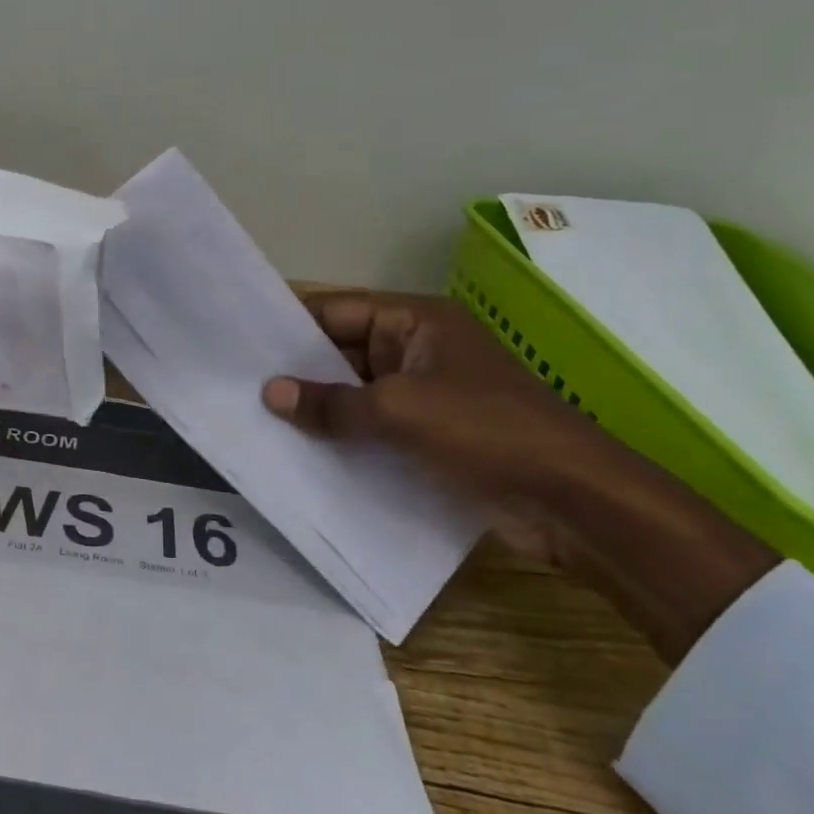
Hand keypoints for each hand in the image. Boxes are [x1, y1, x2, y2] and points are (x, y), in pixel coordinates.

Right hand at [261, 291, 778, 663]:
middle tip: (238, 384)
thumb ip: (331, 402)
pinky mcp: (430, 435)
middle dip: (297, 369)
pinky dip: (342, 435)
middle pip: (342, 350)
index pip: (337, 311)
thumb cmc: (486, 432)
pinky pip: (373, 425)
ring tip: (257, 418)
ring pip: (355, 391)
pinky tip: (300, 450)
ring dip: (318, 406)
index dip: (289, 324)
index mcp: (416, 322)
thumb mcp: (399, 410)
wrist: (576, 502)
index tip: (240, 340)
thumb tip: (270, 393)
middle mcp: (417, 350)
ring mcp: (425, 393)